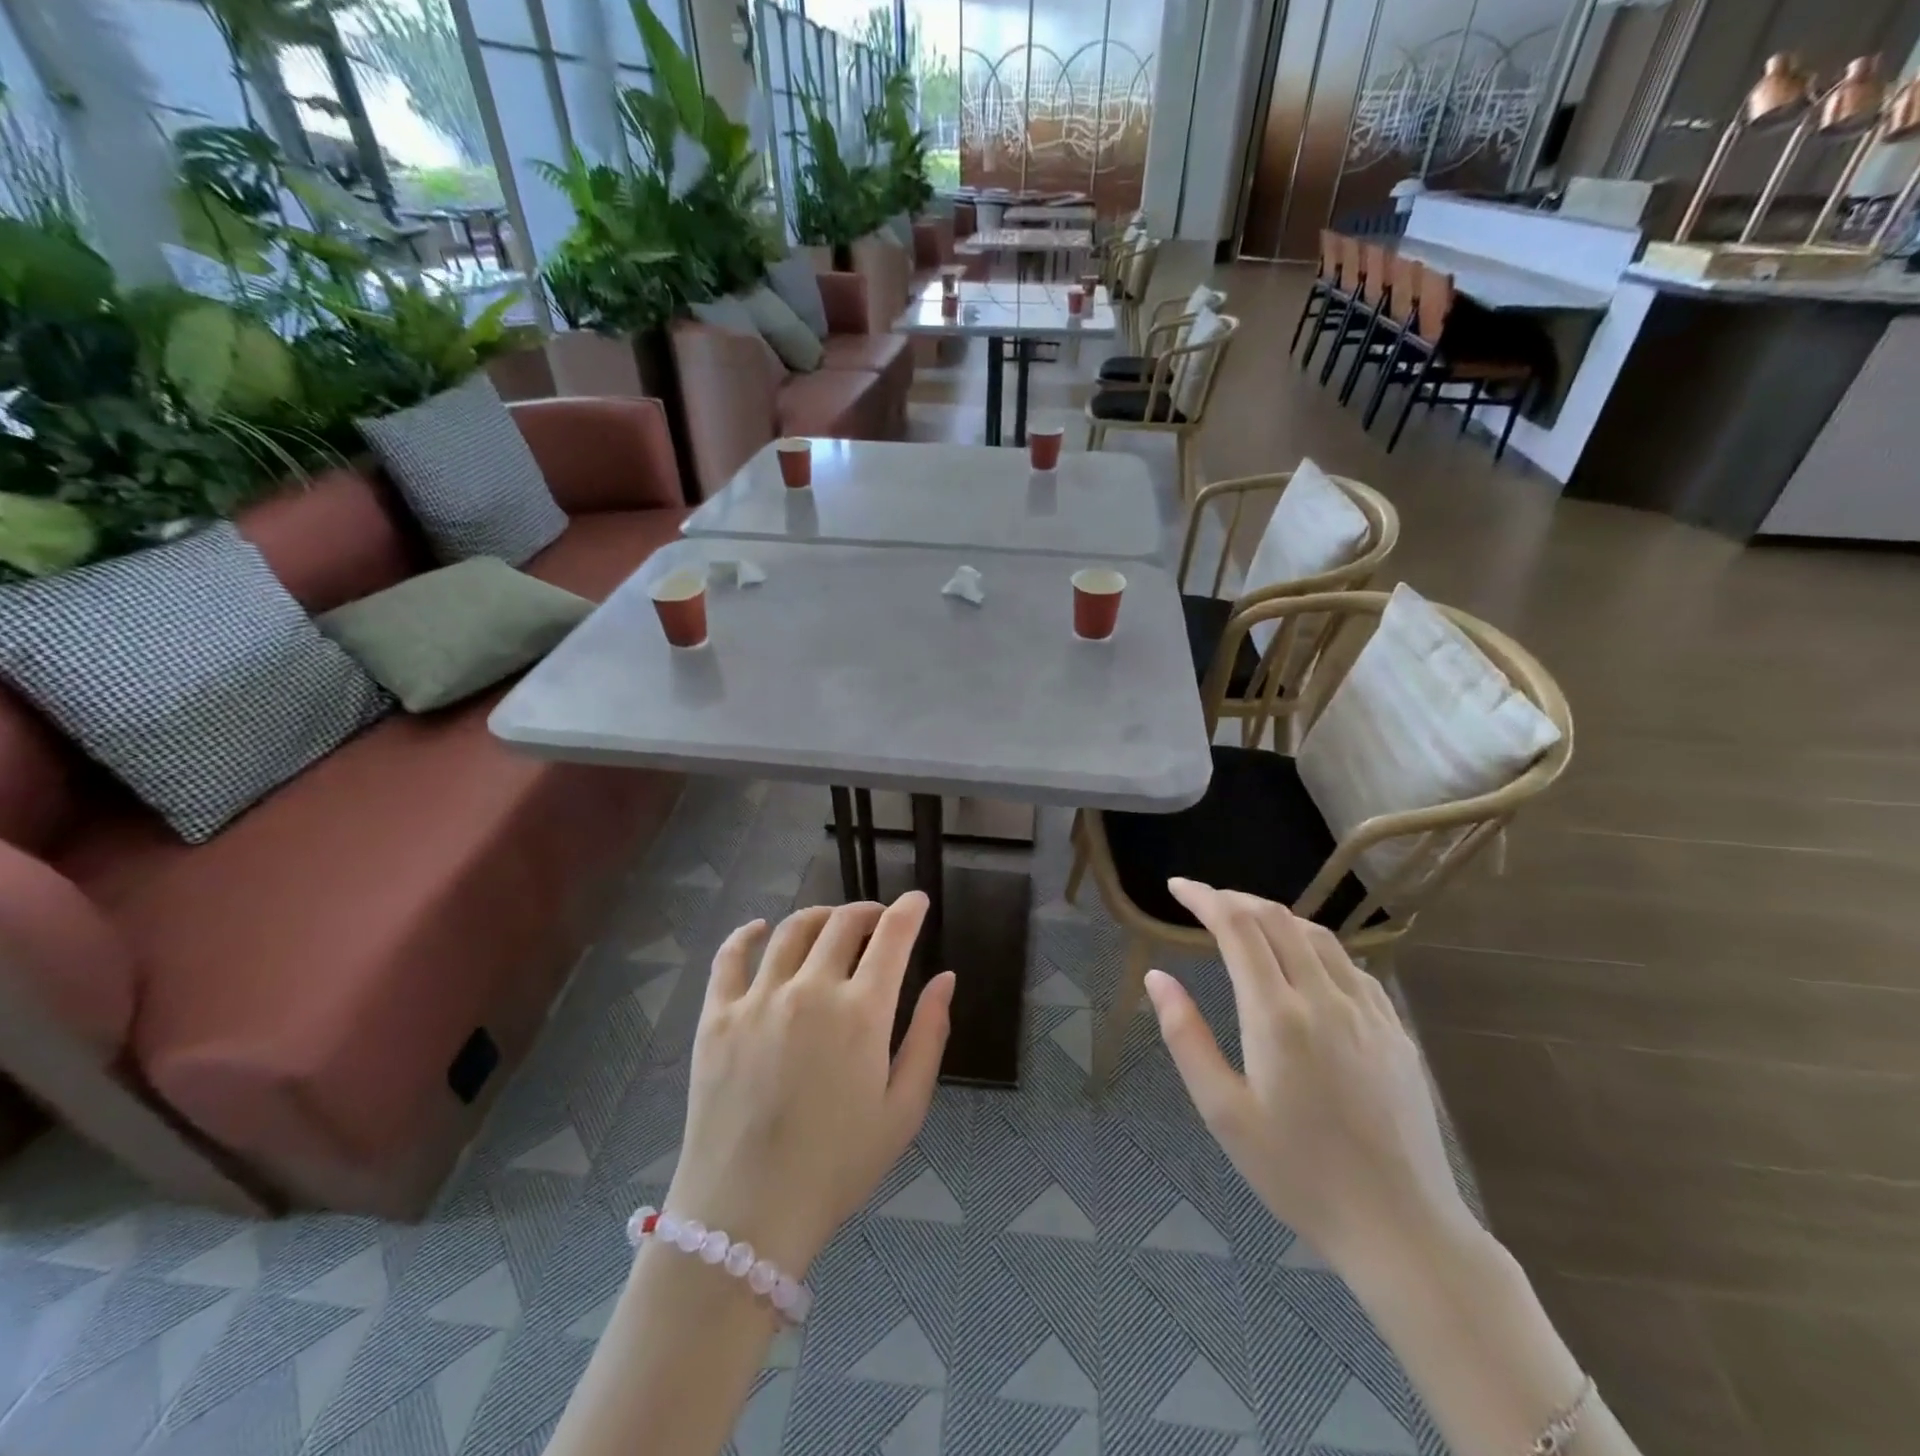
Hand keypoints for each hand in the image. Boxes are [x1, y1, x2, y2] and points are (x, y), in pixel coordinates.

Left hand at [664, 894, 954, 1273]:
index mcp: (861, 1013)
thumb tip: (945, 978)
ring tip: (831, 925)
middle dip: (868, 911)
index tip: (917, 901)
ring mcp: (758, 999)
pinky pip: (729, 956)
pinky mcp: (716, 1016)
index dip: (909, 910)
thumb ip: (930, 1036)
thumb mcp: (905, 1110)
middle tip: (878, 921)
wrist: (747, 1215)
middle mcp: (810, 990)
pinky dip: (747, 933)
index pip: (892, 936)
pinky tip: (759, 929)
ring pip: (792, 930)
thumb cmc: (838, 1166)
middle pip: (843, 922)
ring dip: (819, 917)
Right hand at [1144, 878, 1474, 1271]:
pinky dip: (1314, 945)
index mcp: (1277, 1015)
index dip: (1204, 898)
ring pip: (1317, 935)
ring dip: (1275, 916)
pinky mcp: (1396, 1030)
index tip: (1177, 887)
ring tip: (1246, 923)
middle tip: (1204, 903)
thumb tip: (1157, 977)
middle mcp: (1325, 998)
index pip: (1237, 928)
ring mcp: (1368, 1011)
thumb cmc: (1298, 1173)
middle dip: (1235, 899)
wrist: (1402, 1228)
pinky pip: (1350, 965)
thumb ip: (1186, 1037)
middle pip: (1277, 919)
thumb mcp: (1223, 1112)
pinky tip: (1304, 963)